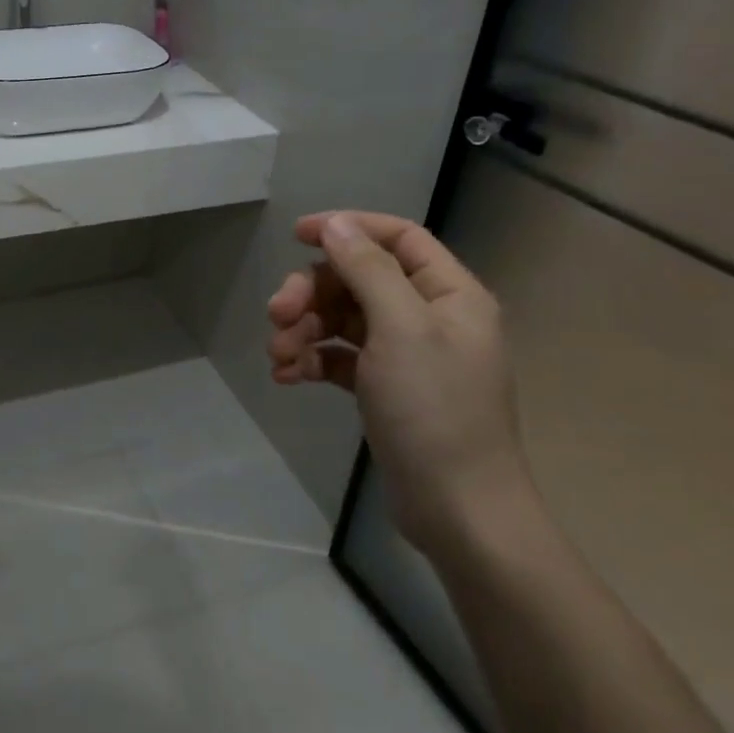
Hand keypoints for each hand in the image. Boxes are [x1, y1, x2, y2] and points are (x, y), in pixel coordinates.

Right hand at [267, 212, 533, 556]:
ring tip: (276, 355)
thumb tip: (335, 223)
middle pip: (358, 279)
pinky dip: (311, 360)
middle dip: (312, 292)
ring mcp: (405, 354)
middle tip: (276, 314)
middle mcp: (428, 316)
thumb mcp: (401, 329)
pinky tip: (285, 378)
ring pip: (342, 319)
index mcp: (448, 293)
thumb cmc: (434, 410)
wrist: (457, 509)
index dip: (348, 228)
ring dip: (304, 330)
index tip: (297, 235)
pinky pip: (339, 357)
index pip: (397, 237)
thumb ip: (367, 269)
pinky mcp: (383, 387)